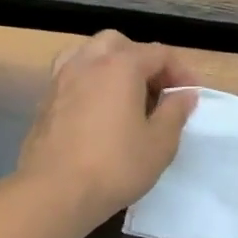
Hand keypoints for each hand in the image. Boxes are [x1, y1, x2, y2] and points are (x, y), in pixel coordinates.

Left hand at [19, 31, 198, 224]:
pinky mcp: (45, 101)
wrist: (54, 193)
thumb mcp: (161, 142)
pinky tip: (100, 111)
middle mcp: (88, 63)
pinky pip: (73, 76)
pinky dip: (92, 82)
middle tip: (157, 91)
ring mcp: (61, 80)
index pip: (159, 54)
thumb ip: (176, 111)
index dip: (181, 71)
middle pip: (120, 44)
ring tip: (126, 95)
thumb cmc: (116, 165)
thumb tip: (184, 94)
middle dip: (143, 61)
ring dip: (113, 67)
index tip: (191, 95)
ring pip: (90, 54)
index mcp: (121, 66)